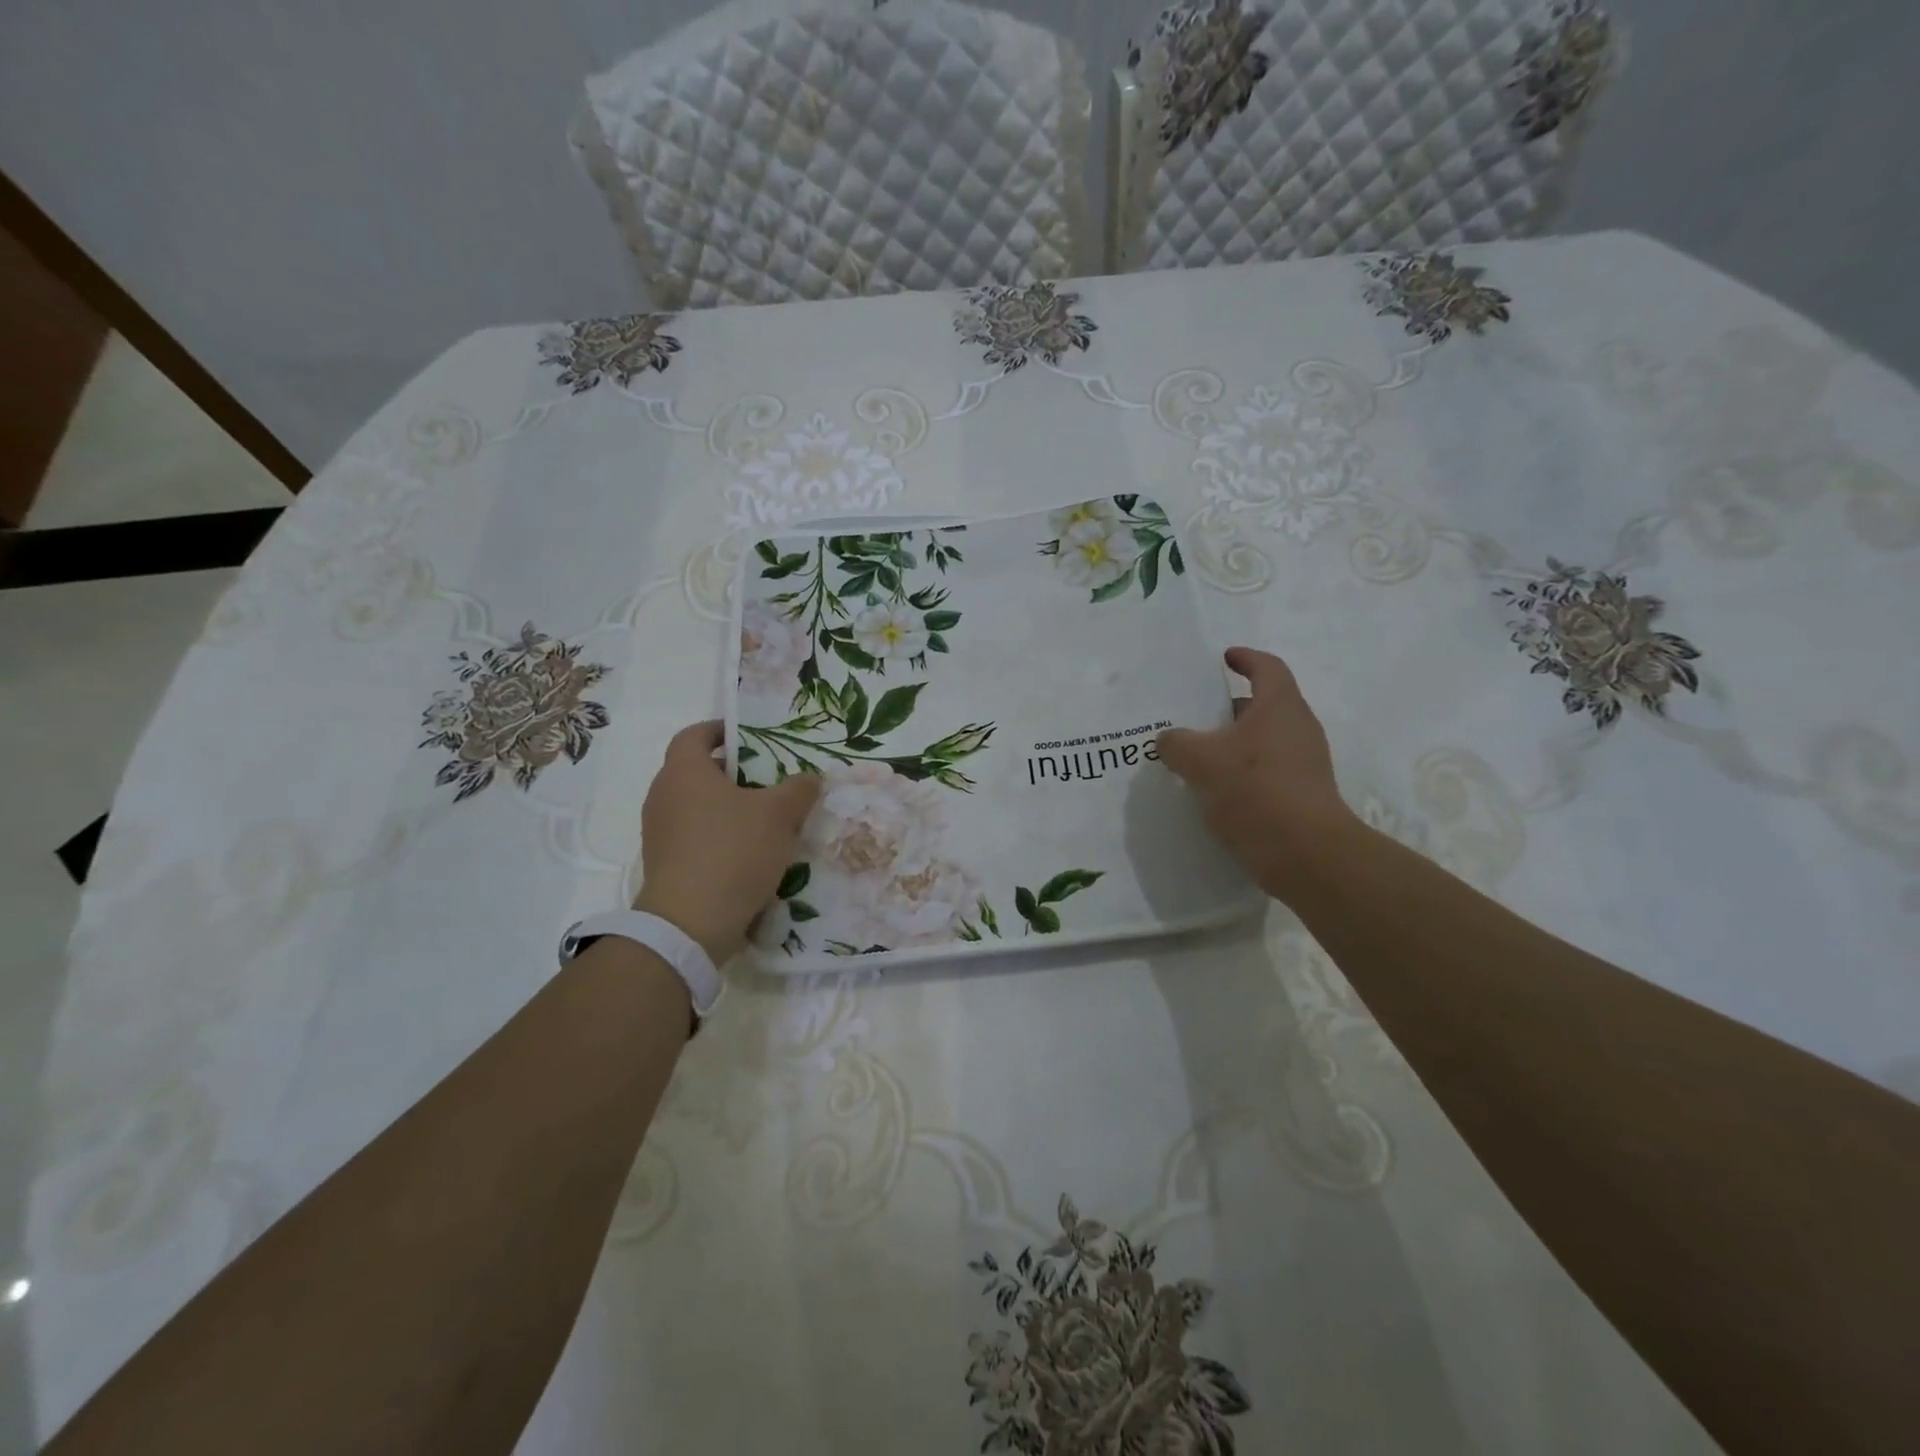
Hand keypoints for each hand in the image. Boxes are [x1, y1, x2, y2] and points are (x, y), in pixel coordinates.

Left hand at [632, 721, 821, 963]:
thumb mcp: (779, 815)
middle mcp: (663, 796)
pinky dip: (720, 838)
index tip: (747, 735)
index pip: (694, 735)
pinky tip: (751, 855)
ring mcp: (659, 833)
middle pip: (698, 772)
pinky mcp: (665, 865)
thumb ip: (798, 789)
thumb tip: (810, 777)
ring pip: (698, 807)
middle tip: (769, 780)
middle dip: (734, 773)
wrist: (690, 924)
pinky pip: (695, 838)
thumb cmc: (733, 852)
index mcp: (684, 772)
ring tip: (767, 820)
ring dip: (729, 809)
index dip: (720, 730)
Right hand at [1156, 647, 1357, 901]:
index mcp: (1280, 706)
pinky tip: (1213, 791)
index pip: (1266, 667)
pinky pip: (1266, 771)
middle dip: (1229, 708)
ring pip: (1263, 741)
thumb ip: (1177, 743)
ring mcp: (1305, 763)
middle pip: (1263, 706)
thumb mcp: (1200, 761)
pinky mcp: (1302, 795)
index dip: (1245, 659)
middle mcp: (1298, 728)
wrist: (1305, 852)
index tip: (1224, 659)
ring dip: (1232, 744)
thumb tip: (1168, 740)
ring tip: (1196, 756)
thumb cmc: (1255, 789)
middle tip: (1194, 715)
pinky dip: (1241, 773)